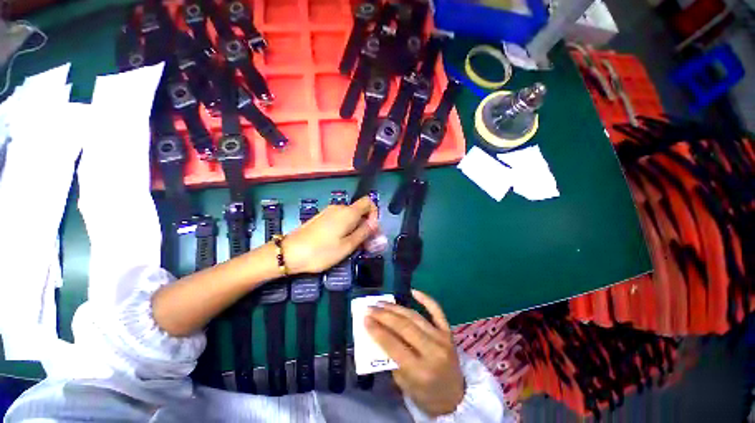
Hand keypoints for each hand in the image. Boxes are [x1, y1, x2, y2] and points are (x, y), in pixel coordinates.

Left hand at [283, 196, 377, 273]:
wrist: (289, 253)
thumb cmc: (322, 251)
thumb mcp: (347, 246)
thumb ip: (364, 232)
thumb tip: (375, 223)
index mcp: (348, 212)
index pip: (368, 202)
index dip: (374, 213)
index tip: (372, 230)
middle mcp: (339, 208)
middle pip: (359, 210)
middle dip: (366, 224)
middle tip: (365, 243)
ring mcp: (329, 212)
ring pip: (350, 216)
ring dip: (356, 227)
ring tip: (353, 245)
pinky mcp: (321, 217)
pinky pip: (340, 219)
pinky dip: (345, 228)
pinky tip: (340, 242)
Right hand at [366, 290, 464, 416]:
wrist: (456, 397)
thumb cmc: (426, 395)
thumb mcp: (404, 385)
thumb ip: (391, 360)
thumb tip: (378, 334)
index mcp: (420, 371)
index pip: (394, 345)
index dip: (377, 330)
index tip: (364, 318)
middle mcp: (432, 351)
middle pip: (404, 327)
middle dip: (384, 315)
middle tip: (370, 307)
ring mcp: (442, 338)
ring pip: (415, 316)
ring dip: (396, 308)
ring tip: (382, 302)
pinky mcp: (448, 331)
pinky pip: (437, 310)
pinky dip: (425, 299)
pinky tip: (413, 291)